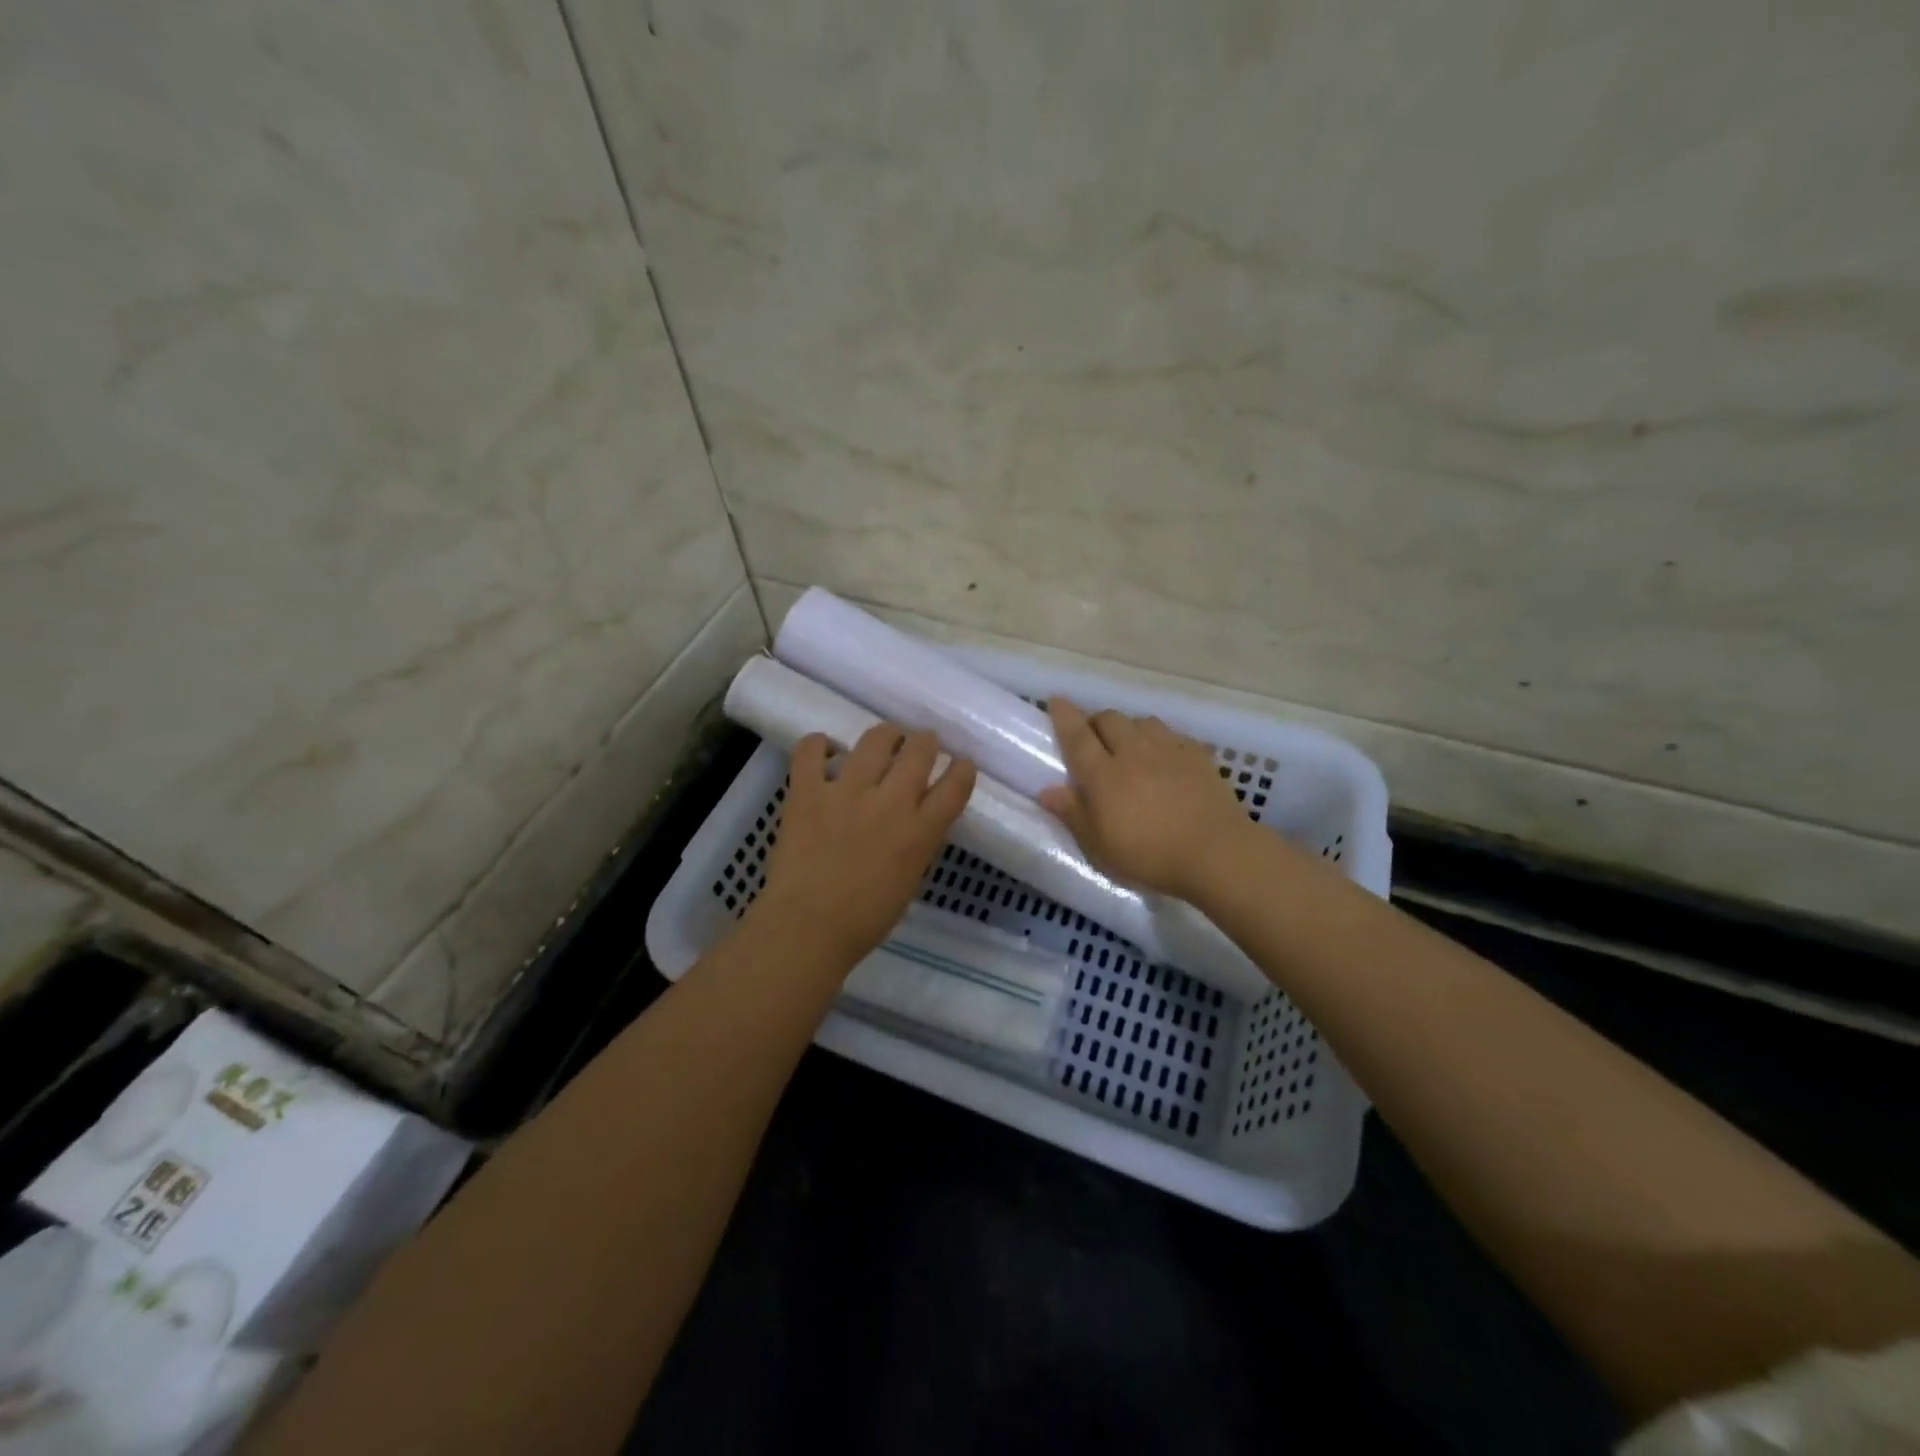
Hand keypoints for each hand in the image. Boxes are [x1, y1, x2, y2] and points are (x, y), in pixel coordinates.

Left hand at [754, 724, 976, 968]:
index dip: (962, 769)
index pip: (956, 784)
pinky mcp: (808, 791)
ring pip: (876, 738)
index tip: (960, 765)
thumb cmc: (865, 919)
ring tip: (883, 740)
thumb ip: (918, 842)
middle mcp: (890, 802)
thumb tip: (916, 819)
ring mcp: (847, 792)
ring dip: (886, 735)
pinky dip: (820, 744)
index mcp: (920, 831)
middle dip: (925, 742)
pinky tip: (825, 751)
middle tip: (920, 745)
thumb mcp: (910, 879)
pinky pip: (812, 749)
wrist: (808, 928)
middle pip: (920, 750)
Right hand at [1038, 698, 1251, 900]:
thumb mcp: (1099, 844)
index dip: (1064, 716)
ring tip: (1129, 745)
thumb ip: (1072, 813)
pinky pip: (1172, 735)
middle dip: (1096, 721)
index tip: (1056, 700)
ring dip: (1129, 727)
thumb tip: (1047, 790)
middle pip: (1109, 719)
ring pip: (1142, 721)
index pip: (1077, 735)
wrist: (1215, 852)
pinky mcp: (1198, 755)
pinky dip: (1160, 739)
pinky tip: (1164, 756)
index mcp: (1103, 773)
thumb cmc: (1148, 854)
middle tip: (1092, 739)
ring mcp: (1168, 749)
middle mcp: (1133, 751)